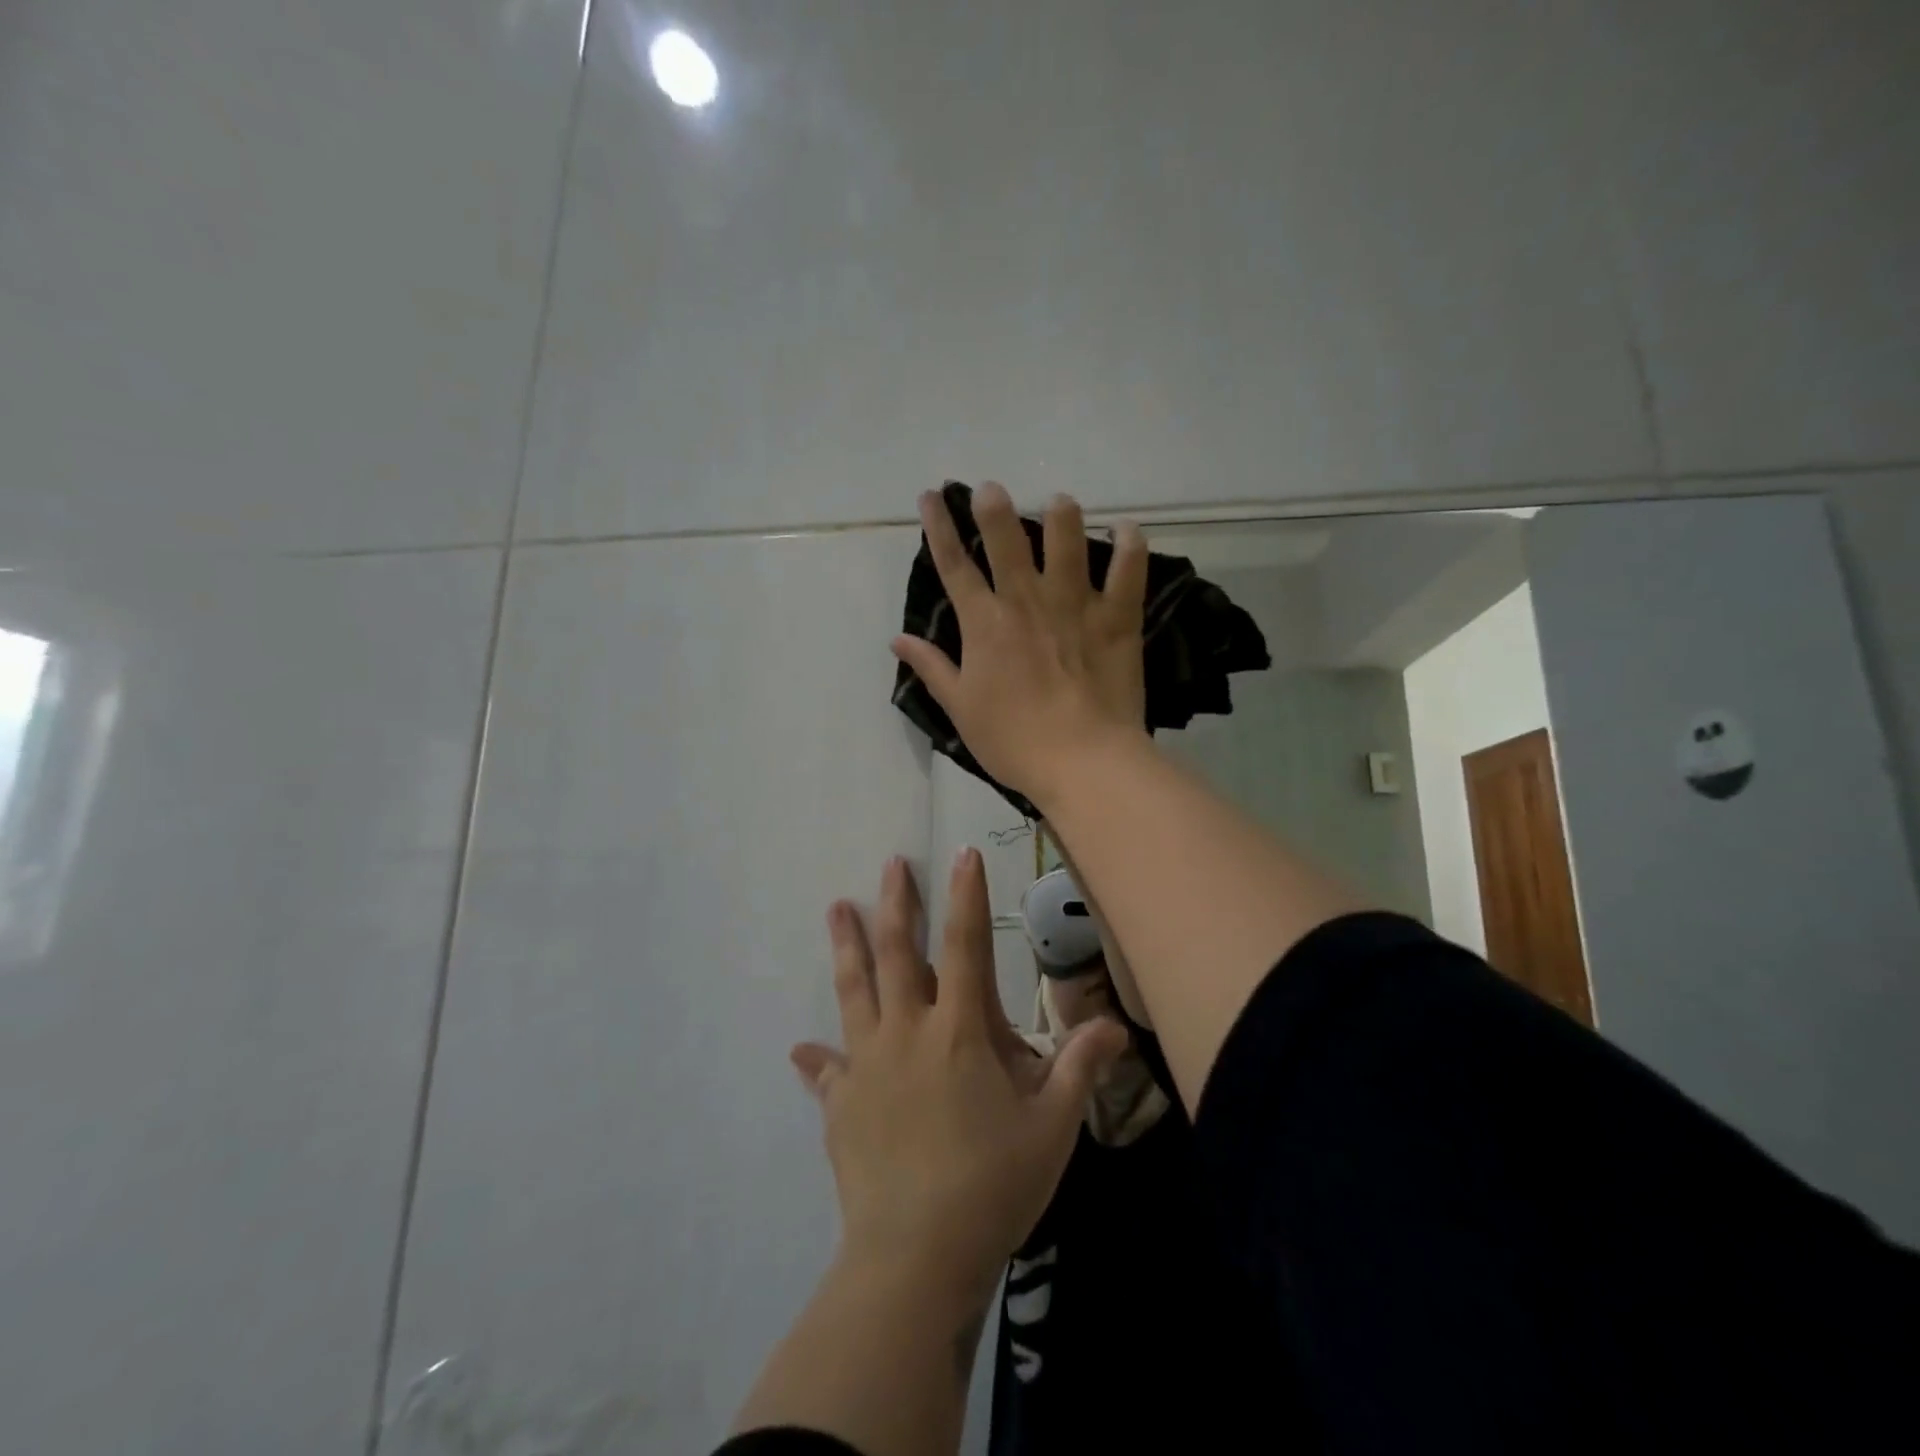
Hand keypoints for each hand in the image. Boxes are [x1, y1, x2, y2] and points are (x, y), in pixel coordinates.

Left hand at [791, 851, 1125, 1302]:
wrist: (915, 1257)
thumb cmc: (992, 1185)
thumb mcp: (1053, 1128)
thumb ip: (1080, 1068)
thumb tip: (1116, 1024)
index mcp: (959, 1032)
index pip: (967, 946)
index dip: (966, 897)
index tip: (962, 854)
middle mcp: (907, 1033)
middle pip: (899, 954)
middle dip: (897, 904)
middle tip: (890, 863)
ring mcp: (867, 1066)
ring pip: (854, 991)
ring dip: (847, 946)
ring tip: (836, 908)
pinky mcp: (841, 1105)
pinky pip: (825, 1073)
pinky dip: (816, 1059)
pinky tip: (800, 1051)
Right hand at [892, 482, 1149, 806]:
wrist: (1081, 761)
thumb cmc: (1013, 741)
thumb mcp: (960, 708)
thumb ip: (931, 668)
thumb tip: (896, 639)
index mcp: (984, 624)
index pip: (954, 565)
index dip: (938, 527)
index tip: (931, 496)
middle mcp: (1026, 601)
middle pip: (1007, 538)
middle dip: (995, 506)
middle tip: (992, 488)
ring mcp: (1074, 605)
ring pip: (1068, 541)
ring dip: (1062, 515)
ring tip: (1060, 501)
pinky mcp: (1117, 619)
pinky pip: (1128, 571)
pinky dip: (1129, 546)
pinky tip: (1126, 529)